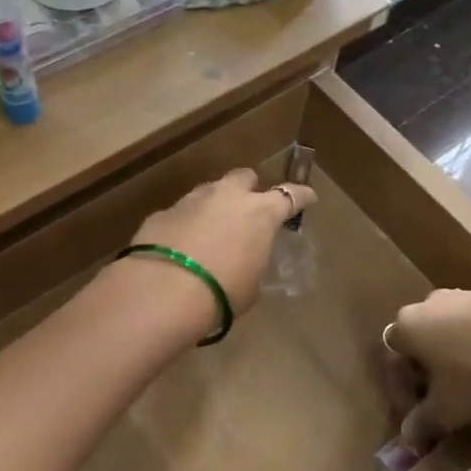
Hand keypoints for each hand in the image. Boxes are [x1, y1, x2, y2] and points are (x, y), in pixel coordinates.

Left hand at [120, 169, 316, 339]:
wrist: (162, 292)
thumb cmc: (220, 293)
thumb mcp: (250, 285)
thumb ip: (252, 262)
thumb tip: (244, 259)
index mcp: (260, 213)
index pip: (290, 195)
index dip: (301, 196)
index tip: (308, 196)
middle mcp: (227, 196)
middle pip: (244, 177)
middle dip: (248, 189)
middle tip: (248, 210)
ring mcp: (191, 200)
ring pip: (209, 191)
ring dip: (215, 205)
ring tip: (212, 230)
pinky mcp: (162, 212)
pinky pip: (181, 212)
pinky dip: (186, 224)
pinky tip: (181, 245)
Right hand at [385, 289, 470, 448]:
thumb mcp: (446, 409)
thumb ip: (422, 423)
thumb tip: (408, 435)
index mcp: (405, 328)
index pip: (393, 361)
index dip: (403, 392)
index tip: (419, 416)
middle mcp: (424, 305)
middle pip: (418, 343)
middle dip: (427, 373)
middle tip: (443, 399)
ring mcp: (458, 295)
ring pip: (445, 332)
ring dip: (451, 357)